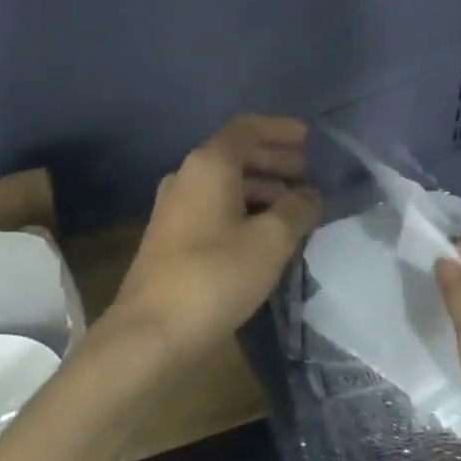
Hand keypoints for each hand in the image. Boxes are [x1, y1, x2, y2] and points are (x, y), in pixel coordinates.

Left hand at [109, 115, 320, 363]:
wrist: (151, 332)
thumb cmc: (215, 276)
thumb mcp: (270, 241)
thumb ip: (296, 210)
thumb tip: (309, 194)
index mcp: (208, 165)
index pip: (246, 128)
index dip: (279, 129)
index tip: (309, 138)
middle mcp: (187, 176)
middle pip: (235, 154)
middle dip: (274, 160)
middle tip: (308, 173)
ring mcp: (175, 208)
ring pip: (226, 184)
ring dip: (261, 188)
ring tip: (295, 206)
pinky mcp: (172, 237)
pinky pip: (215, 207)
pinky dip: (244, 209)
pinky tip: (266, 234)